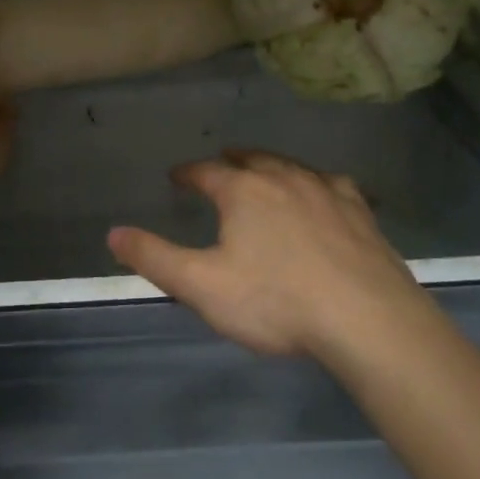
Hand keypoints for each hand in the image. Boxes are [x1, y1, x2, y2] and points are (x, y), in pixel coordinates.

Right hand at [107, 150, 426, 357]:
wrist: (367, 319)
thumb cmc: (276, 301)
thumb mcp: (202, 286)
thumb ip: (154, 258)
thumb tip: (113, 233)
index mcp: (244, 192)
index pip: (206, 172)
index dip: (188, 173)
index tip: (177, 176)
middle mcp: (285, 179)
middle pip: (252, 159)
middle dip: (231, 160)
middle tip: (221, 161)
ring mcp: (327, 192)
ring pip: (292, 167)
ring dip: (272, 165)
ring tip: (264, 169)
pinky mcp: (360, 212)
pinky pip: (332, 184)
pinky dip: (316, 183)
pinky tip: (323, 191)